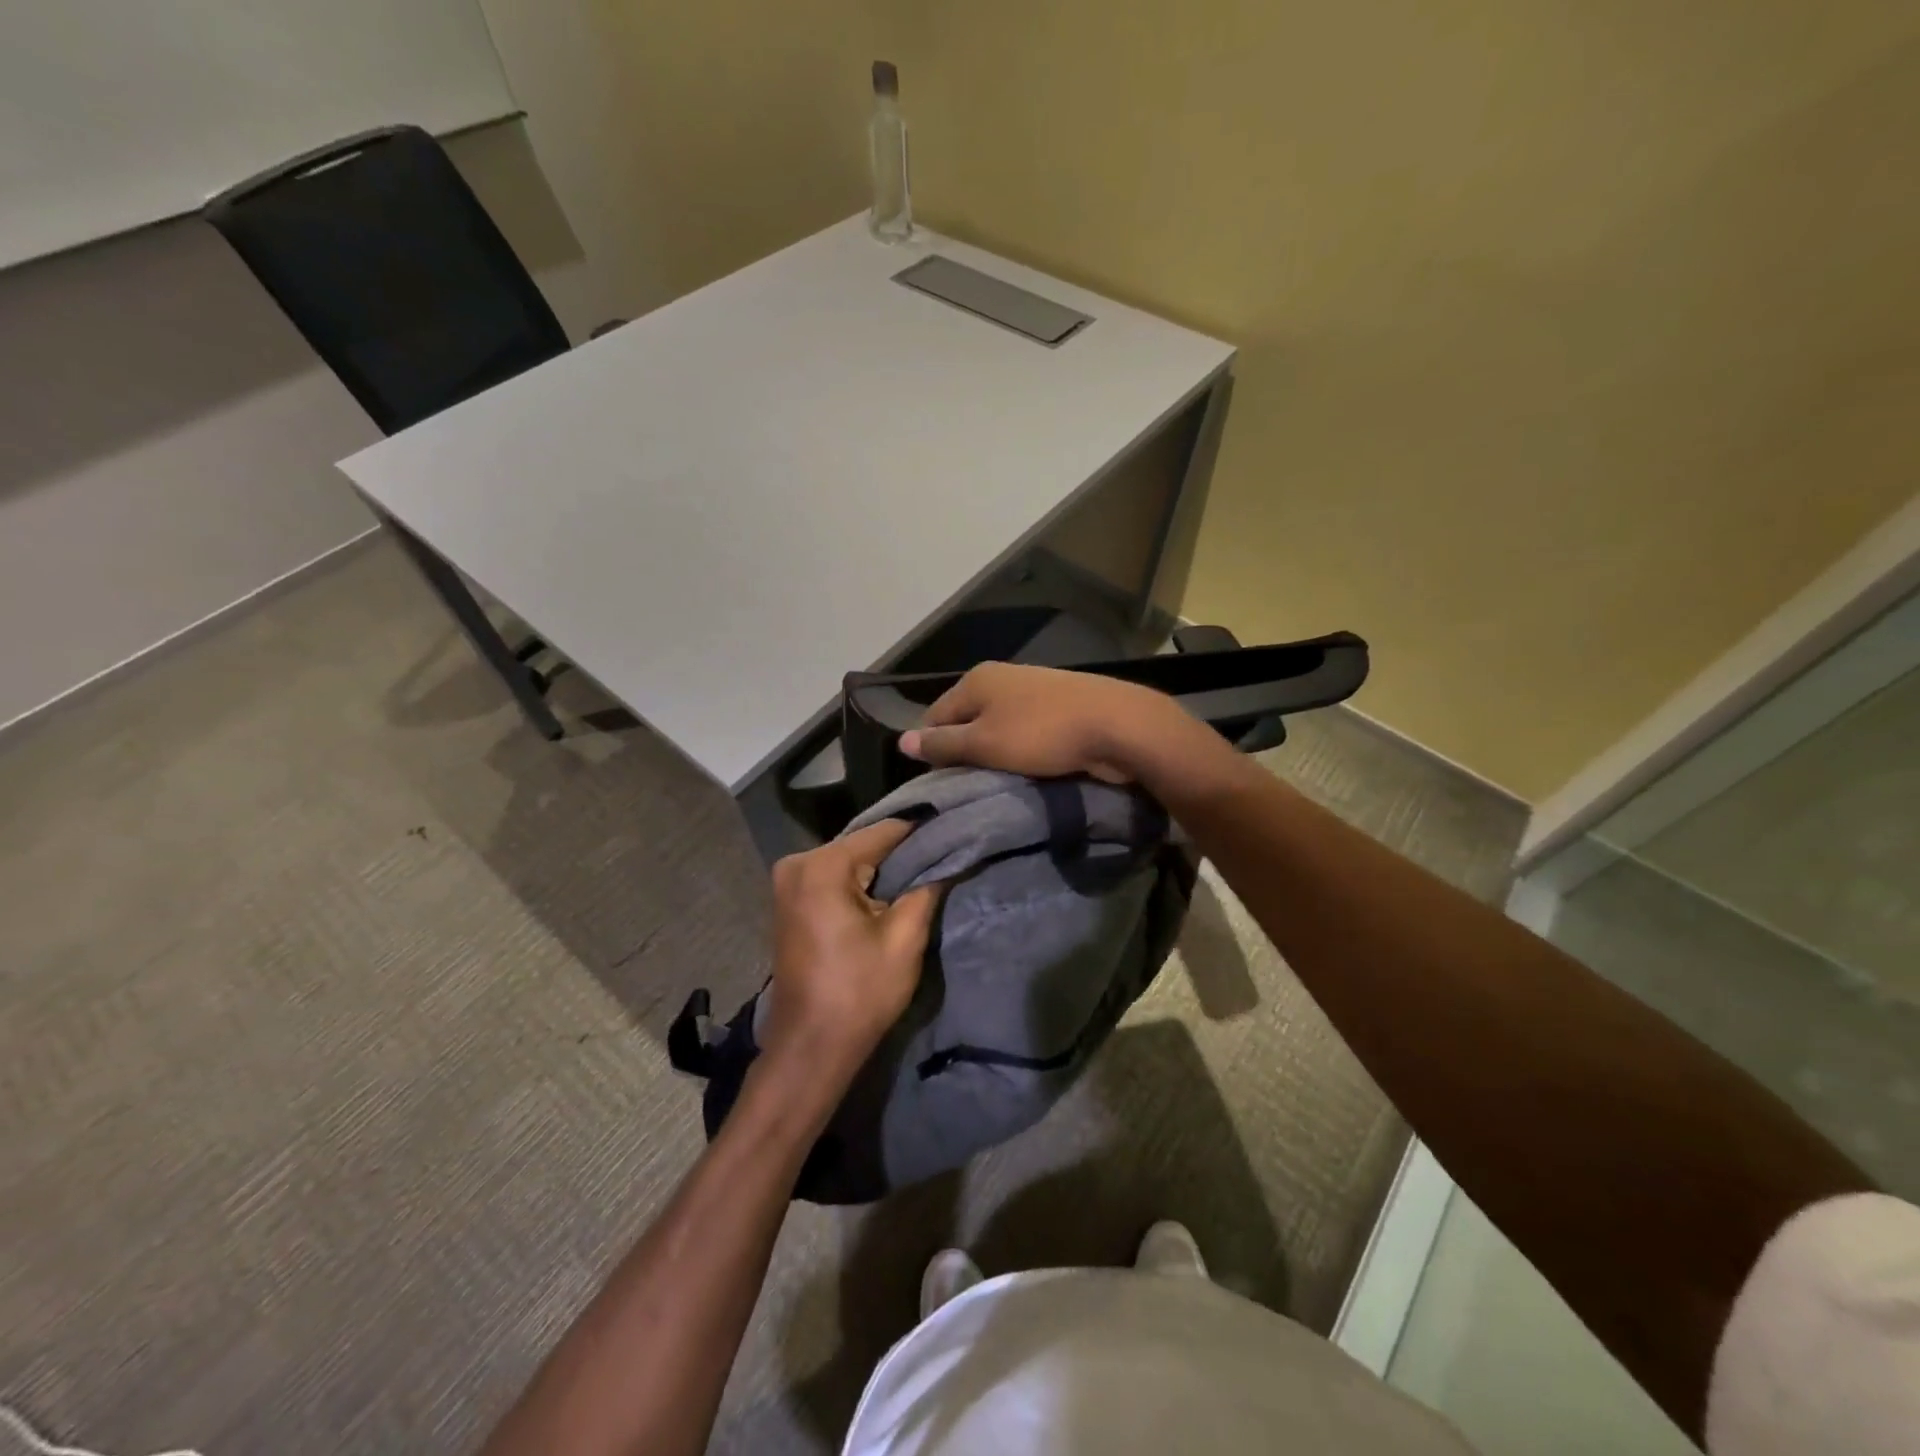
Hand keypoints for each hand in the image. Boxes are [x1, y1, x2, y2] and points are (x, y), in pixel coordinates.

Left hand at [762, 819, 941, 1072]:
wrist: (810, 1048)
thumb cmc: (858, 993)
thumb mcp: (904, 940)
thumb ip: (926, 889)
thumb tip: (948, 860)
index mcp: (822, 866)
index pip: (883, 833)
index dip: (921, 834)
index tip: (954, 834)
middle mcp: (797, 864)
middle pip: (863, 845)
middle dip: (901, 855)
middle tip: (942, 860)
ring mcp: (788, 882)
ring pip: (849, 862)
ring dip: (881, 871)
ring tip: (923, 877)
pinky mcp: (789, 901)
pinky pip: (833, 879)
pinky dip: (859, 884)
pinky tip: (888, 895)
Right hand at [898, 662, 1200, 784]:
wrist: (1118, 725)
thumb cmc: (1042, 734)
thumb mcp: (984, 744)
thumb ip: (943, 744)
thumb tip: (901, 741)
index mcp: (976, 680)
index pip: (933, 716)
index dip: (930, 750)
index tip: (935, 785)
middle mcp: (1000, 678)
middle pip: (965, 720)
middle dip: (963, 753)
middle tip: (964, 789)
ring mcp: (1031, 691)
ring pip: (996, 728)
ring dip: (992, 755)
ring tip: (995, 784)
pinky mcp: (1057, 707)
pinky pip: (1024, 732)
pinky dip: (1019, 751)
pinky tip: (1025, 771)